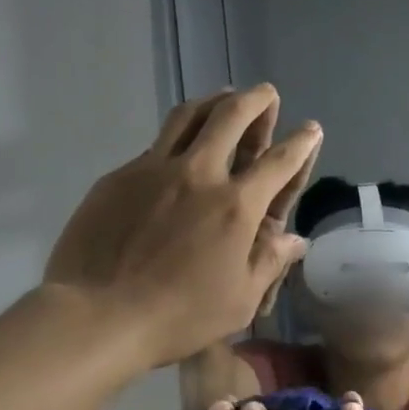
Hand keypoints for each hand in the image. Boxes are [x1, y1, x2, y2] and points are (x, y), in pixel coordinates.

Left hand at [41, 85, 319, 368]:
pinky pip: (155, 145)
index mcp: (236, 206)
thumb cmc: (178, 316)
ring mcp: (154, 169)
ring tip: (224, 98)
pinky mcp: (119, 176)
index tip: (311, 128)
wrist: (97, 315)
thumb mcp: (239, 301)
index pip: (279, 162)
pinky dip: (176, 138)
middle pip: (232, 117)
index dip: (301, 142)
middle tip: (266, 93)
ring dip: (213, 101)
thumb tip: (295, 240)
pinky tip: (176, 151)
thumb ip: (269, 263)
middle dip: (257, 100)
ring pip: (188, 116)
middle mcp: (199, 174)